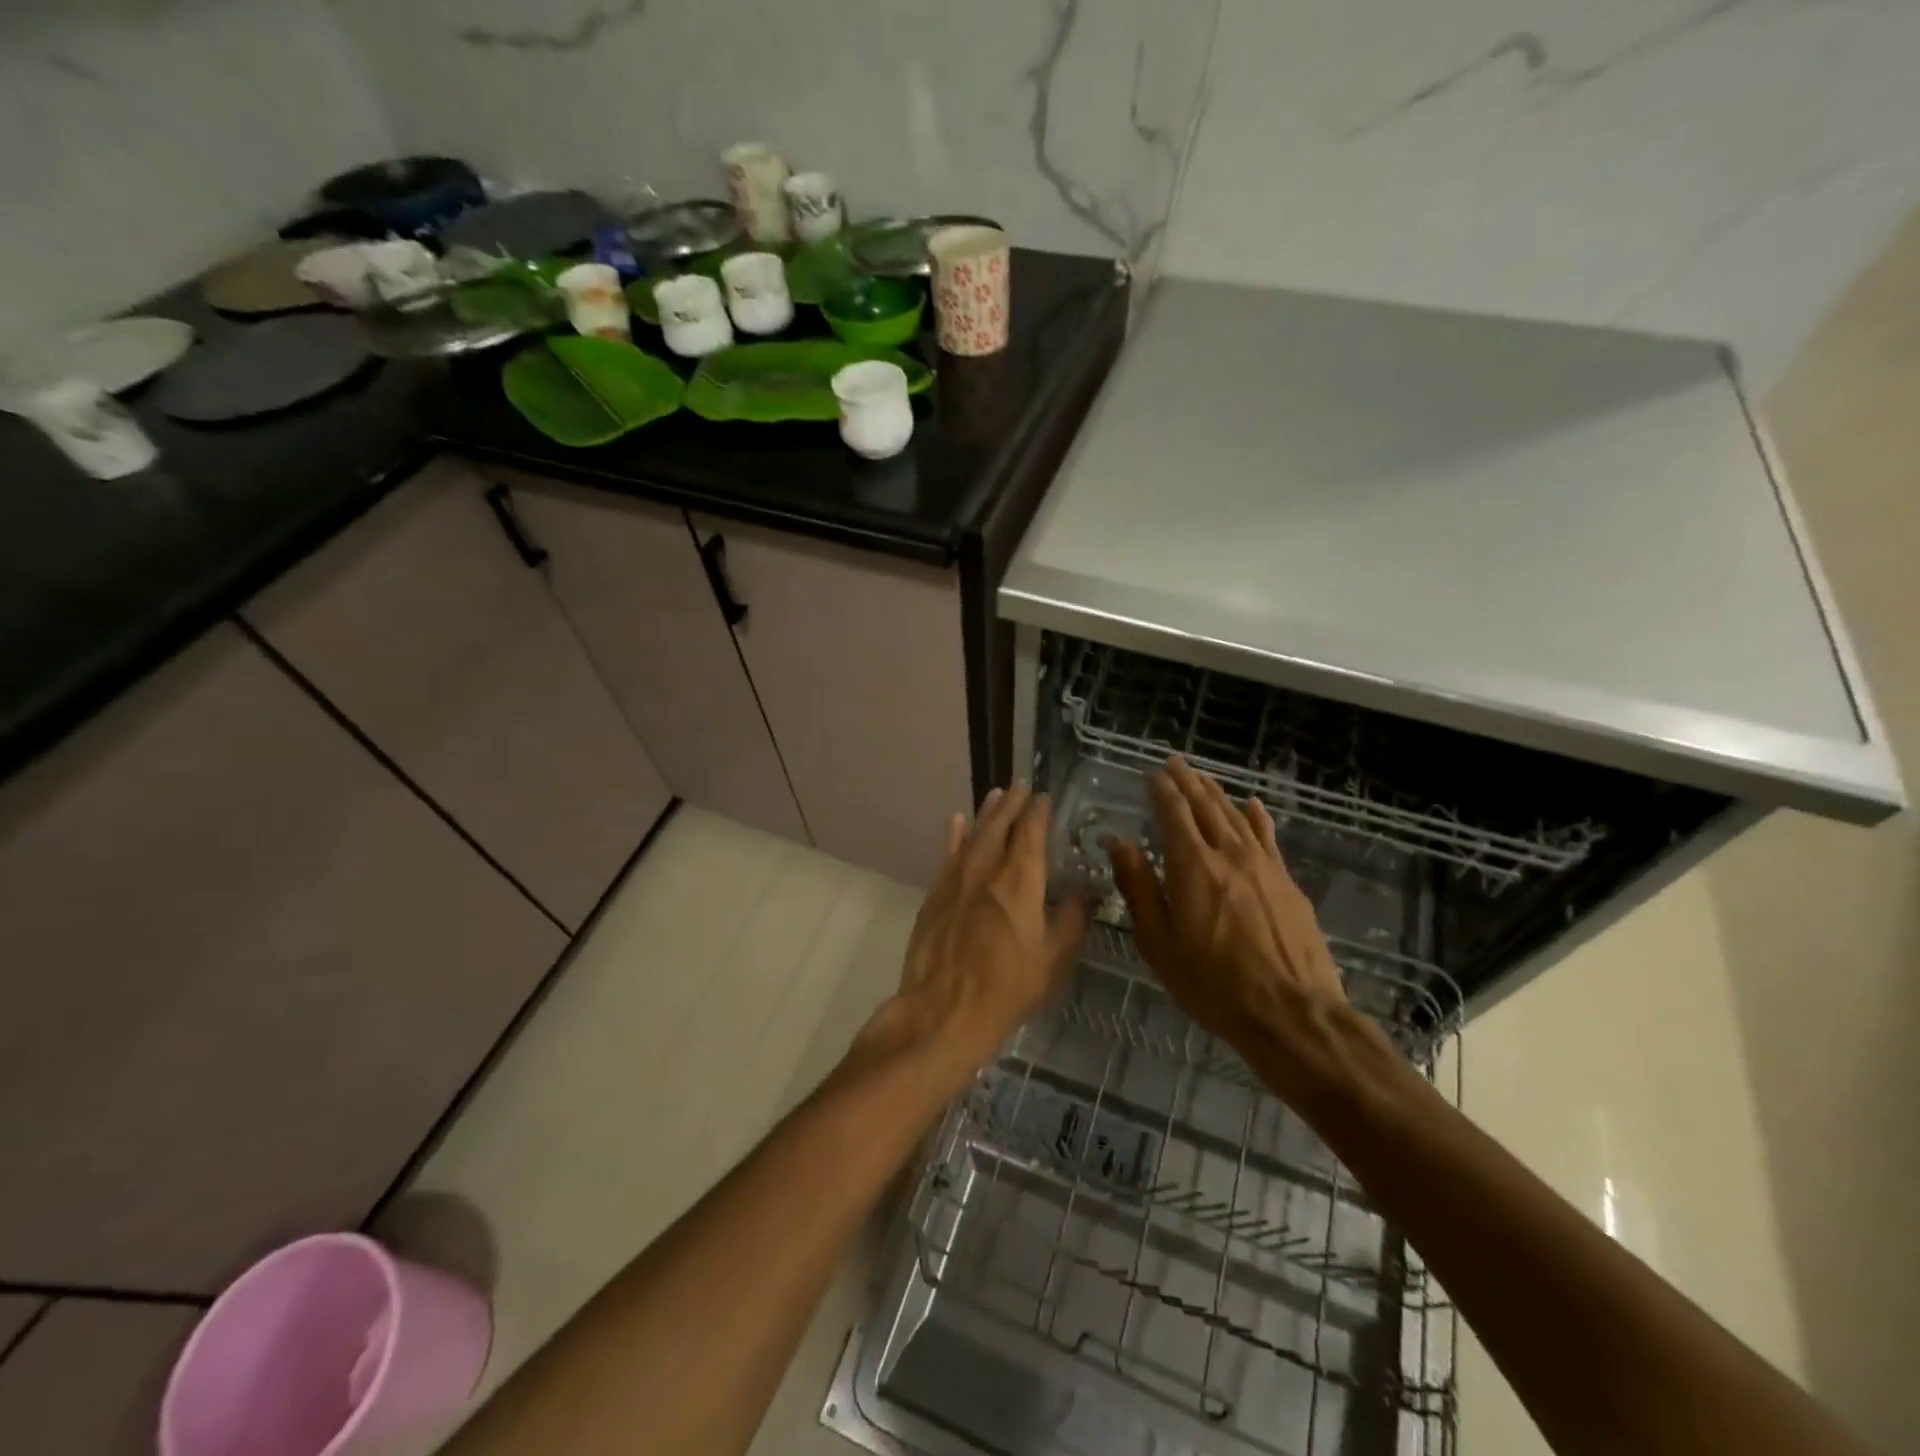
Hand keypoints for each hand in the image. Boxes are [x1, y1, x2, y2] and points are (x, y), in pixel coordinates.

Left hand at [881, 785, 1090, 1087]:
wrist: (944, 1011)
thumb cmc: (1007, 989)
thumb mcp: (1052, 960)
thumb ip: (1070, 921)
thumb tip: (1085, 892)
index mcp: (1020, 882)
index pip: (1030, 833)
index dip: (1038, 812)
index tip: (1044, 797)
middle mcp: (986, 870)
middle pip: (999, 826)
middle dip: (1012, 804)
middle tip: (1020, 786)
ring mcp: (956, 880)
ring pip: (973, 835)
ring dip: (986, 813)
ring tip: (995, 794)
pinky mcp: (935, 894)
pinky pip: (947, 855)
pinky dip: (953, 836)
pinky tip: (956, 821)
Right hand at [1110, 758, 1351, 1090]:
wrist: (1292, 1012)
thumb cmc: (1212, 983)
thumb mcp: (1159, 942)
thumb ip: (1139, 887)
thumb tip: (1119, 842)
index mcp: (1192, 866)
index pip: (1174, 813)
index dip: (1161, 790)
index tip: (1152, 774)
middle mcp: (1229, 854)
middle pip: (1206, 806)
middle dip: (1188, 782)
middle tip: (1175, 762)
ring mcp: (1264, 866)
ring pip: (1236, 816)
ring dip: (1217, 793)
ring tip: (1203, 777)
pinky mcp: (1288, 883)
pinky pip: (1268, 837)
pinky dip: (1256, 817)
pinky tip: (1252, 805)